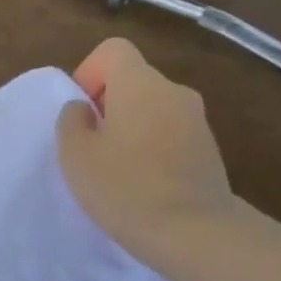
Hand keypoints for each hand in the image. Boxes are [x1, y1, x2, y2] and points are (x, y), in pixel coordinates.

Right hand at [56, 38, 235, 257]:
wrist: (191, 230)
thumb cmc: (124, 188)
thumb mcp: (76, 156)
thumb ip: (71, 122)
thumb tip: (81, 109)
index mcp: (140, 84)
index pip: (113, 50)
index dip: (89, 74)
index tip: (81, 115)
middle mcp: (174, 91)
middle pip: (133, 81)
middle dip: (107, 106)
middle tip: (91, 149)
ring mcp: (197, 119)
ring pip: (152, 109)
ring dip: (130, 129)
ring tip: (116, 170)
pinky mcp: (209, 148)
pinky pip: (170, 133)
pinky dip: (152, 148)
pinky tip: (142, 183)